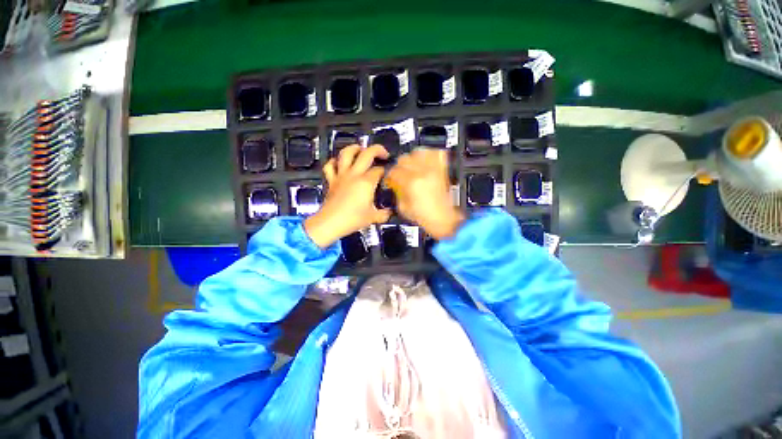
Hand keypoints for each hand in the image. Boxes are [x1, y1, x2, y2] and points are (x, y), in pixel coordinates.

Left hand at [304, 144, 391, 247]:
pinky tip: (339, 162)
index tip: (389, 174)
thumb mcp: (373, 218)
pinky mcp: (332, 180)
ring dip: (355, 148)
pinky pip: (330, 165)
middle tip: (383, 154)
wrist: (331, 223)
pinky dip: (334, 161)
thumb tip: (390, 212)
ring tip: (361, 149)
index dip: (386, 170)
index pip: (380, 170)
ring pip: (346, 153)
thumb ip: (385, 214)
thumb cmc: (352, 219)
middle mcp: (354, 174)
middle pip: (367, 153)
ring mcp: (341, 175)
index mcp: (366, 182)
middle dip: (378, 150)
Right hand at [386, 148, 464, 239]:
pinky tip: (425, 162)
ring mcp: (434, 170)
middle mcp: (423, 173)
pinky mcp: (442, 170)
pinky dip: (429, 155)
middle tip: (399, 173)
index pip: (394, 171)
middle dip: (399, 166)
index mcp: (411, 183)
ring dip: (412, 159)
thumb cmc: (427, 217)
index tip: (390, 178)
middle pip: (404, 159)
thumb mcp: (403, 208)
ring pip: (418, 152)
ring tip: (411, 166)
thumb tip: (394, 184)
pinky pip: (436, 154)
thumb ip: (397, 192)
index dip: (389, 175)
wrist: (444, 220)